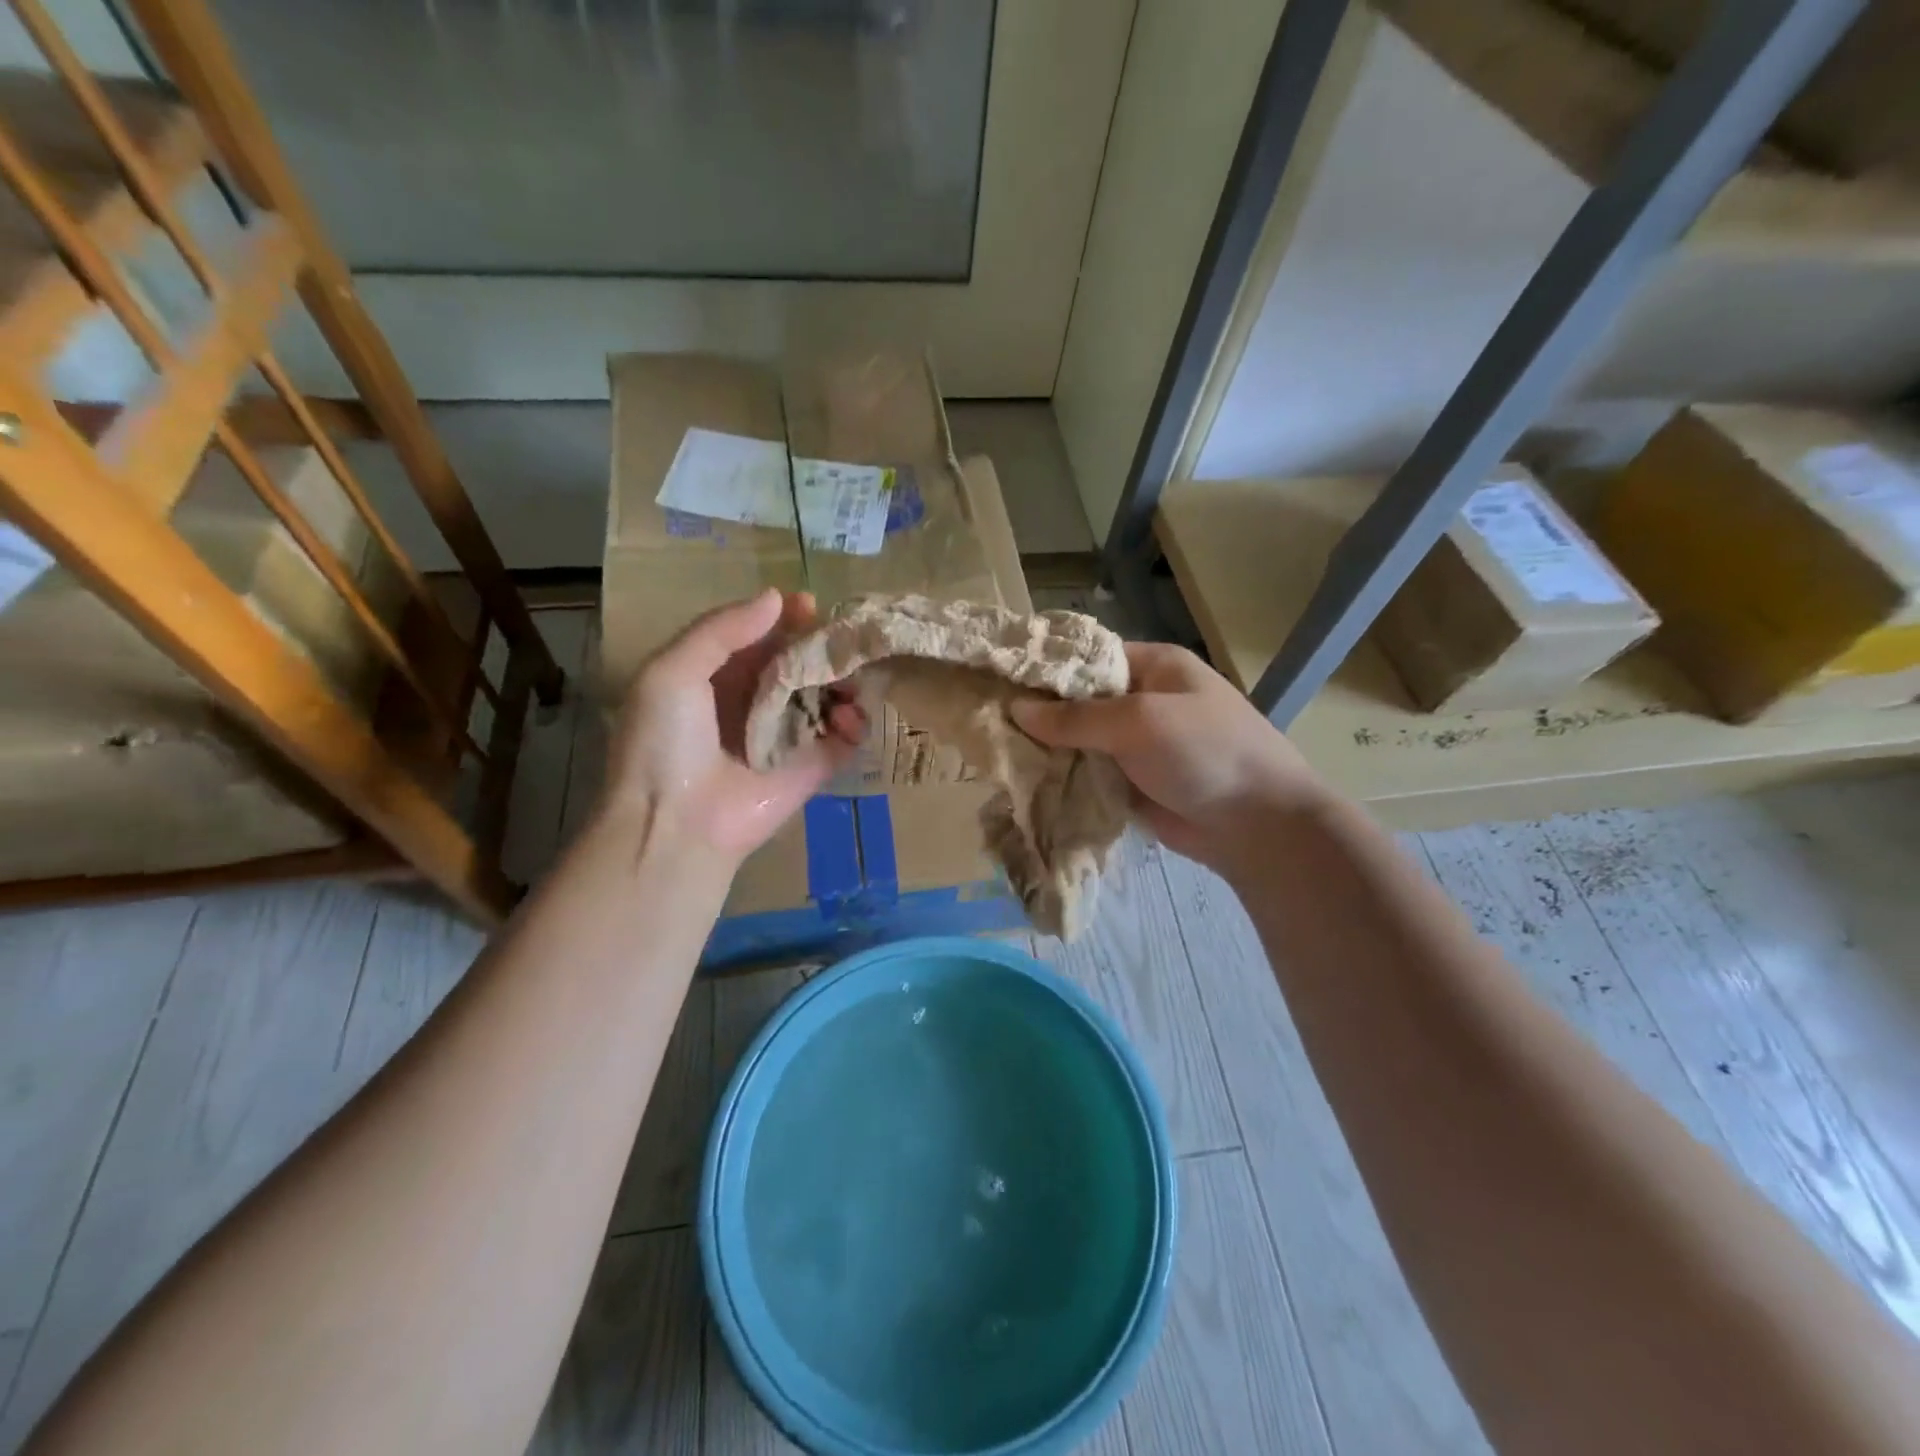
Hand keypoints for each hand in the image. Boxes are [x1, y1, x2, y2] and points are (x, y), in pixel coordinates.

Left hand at [602, 589, 861, 864]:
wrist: (677, 825)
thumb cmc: (666, 743)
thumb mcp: (672, 672)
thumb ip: (721, 630)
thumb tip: (776, 598)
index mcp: (714, 676)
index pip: (758, 636)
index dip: (784, 618)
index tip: (811, 605)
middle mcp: (752, 702)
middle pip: (797, 663)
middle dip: (822, 647)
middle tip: (846, 639)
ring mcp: (785, 736)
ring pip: (825, 696)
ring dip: (843, 681)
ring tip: (852, 677)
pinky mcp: (812, 768)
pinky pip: (842, 739)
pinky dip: (855, 724)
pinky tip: (852, 716)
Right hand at [1011, 641, 1328, 872]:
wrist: (1258, 826)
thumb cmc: (1205, 753)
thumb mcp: (1139, 722)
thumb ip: (1076, 717)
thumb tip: (1016, 709)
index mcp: (1152, 667)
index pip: (1086, 657)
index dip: (1043, 668)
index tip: (996, 679)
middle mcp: (1141, 700)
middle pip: (1078, 701)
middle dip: (1038, 713)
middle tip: (984, 721)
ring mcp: (1136, 745)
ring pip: (1079, 741)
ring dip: (1046, 749)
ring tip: (991, 752)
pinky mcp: (1130, 784)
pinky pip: (1087, 774)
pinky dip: (1061, 778)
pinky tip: (1021, 783)